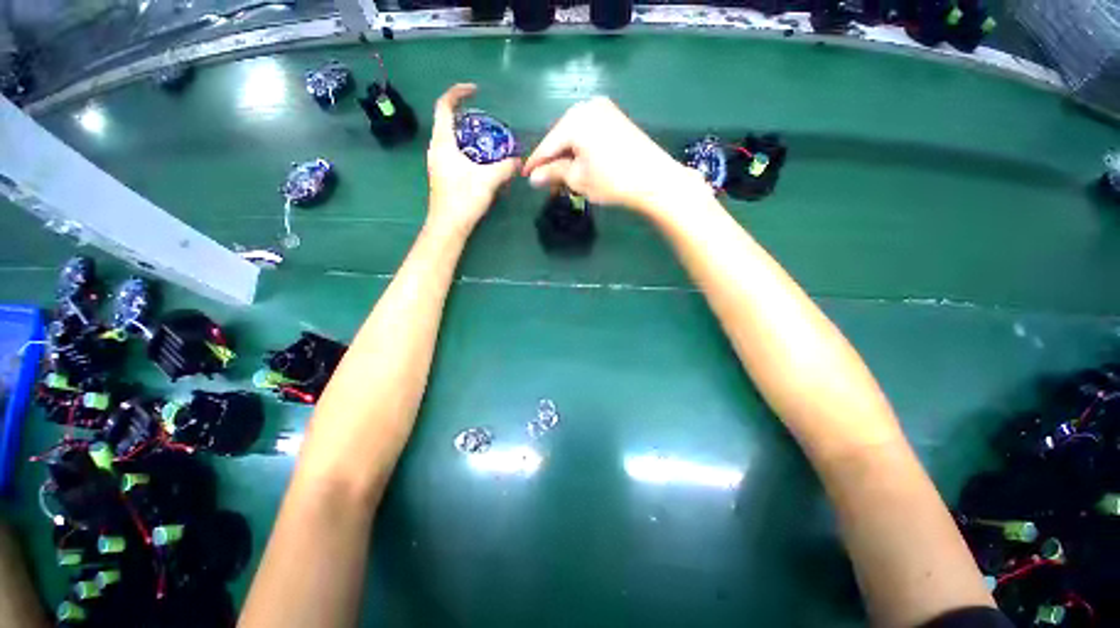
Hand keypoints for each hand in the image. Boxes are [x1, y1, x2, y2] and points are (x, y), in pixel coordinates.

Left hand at [426, 83, 519, 232]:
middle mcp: (437, 149)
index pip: (444, 106)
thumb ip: (505, 167)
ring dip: (469, 136)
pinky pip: (454, 153)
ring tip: (489, 141)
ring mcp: (438, 163)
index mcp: (443, 143)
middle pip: (448, 122)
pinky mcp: (443, 175)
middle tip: (488, 122)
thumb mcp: (488, 180)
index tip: (474, 91)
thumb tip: (519, 161)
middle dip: (467, 117)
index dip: (457, 93)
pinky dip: (468, 150)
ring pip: (452, 139)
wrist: (449, 226)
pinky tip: (483, 162)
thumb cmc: (464, 199)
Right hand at [522, 97, 708, 214]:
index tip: (524, 176)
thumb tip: (532, 177)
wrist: (654, 180)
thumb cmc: (611, 180)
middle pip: (560, 137)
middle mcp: (587, 107)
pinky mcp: (616, 119)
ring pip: (575, 136)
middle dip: (553, 160)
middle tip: (546, 182)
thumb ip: (553, 173)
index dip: (535, 163)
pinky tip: (579, 165)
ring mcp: (604, 110)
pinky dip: (581, 150)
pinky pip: (589, 134)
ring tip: (563, 178)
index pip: (547, 144)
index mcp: (574, 119)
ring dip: (567, 156)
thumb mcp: (578, 179)